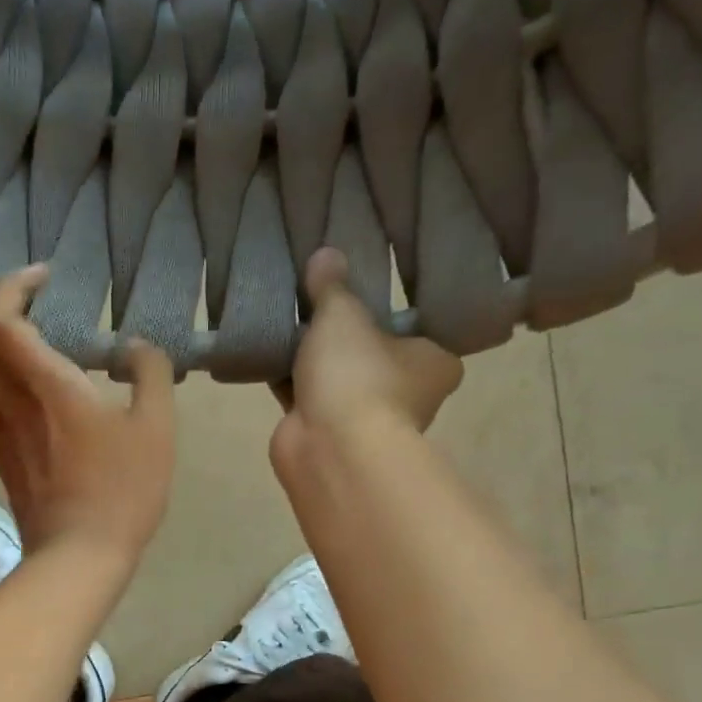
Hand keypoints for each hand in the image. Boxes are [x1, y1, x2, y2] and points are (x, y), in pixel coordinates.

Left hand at [0, 266, 176, 565]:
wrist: (81, 555)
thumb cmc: (124, 491)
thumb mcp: (157, 429)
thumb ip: (151, 374)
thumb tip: (135, 346)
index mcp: (48, 387)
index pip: (1, 320)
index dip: (12, 286)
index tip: (44, 278)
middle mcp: (8, 401)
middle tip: (11, 296)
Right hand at [272, 247, 463, 469]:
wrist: (329, 449)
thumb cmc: (357, 375)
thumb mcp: (343, 316)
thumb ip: (332, 287)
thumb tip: (326, 253)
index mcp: (435, 361)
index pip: (416, 326)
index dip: (387, 307)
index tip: (361, 287)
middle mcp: (408, 391)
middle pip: (372, 350)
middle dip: (342, 331)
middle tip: (316, 296)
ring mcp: (366, 415)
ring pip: (337, 375)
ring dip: (312, 356)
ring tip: (286, 317)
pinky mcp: (327, 431)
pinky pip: (307, 394)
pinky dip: (290, 378)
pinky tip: (267, 350)